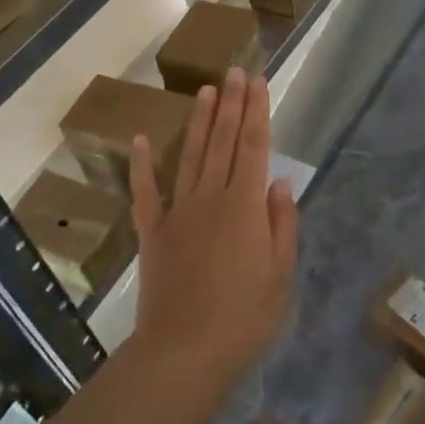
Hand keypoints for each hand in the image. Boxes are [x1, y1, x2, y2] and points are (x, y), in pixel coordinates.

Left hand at [129, 68, 297, 385]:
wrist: (184, 352)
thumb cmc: (244, 317)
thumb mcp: (280, 274)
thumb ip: (281, 223)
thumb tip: (279, 182)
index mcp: (245, 206)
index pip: (254, 147)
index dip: (257, 112)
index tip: (258, 82)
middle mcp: (211, 197)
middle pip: (223, 141)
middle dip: (231, 104)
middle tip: (235, 71)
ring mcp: (178, 212)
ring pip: (191, 155)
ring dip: (200, 121)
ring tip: (206, 91)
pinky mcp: (153, 232)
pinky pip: (146, 191)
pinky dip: (142, 164)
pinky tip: (143, 140)